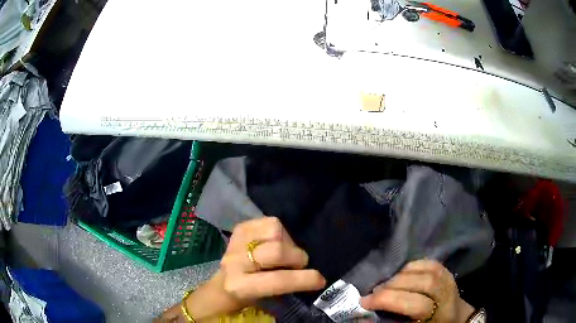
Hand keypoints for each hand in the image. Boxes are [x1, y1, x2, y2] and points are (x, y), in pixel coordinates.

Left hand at [220, 217, 325, 301]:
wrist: (225, 282)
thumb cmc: (250, 296)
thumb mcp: (266, 299)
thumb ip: (286, 287)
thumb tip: (310, 275)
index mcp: (241, 286)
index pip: (278, 280)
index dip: (304, 279)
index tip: (320, 280)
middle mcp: (235, 262)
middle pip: (277, 251)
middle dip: (297, 258)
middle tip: (298, 265)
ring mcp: (236, 241)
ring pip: (275, 231)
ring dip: (288, 243)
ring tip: (286, 252)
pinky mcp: (241, 228)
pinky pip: (271, 222)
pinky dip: (281, 232)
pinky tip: (276, 242)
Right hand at [360, 260, 474, 322]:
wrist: (454, 319)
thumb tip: (363, 314)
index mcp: (439, 316)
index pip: (417, 305)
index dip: (390, 301)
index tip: (365, 302)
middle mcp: (447, 296)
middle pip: (423, 284)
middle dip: (393, 286)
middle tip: (373, 292)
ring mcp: (449, 281)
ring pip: (427, 271)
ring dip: (401, 275)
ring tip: (386, 284)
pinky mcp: (447, 272)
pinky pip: (428, 263)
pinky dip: (411, 266)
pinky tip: (400, 275)